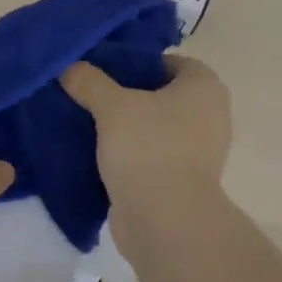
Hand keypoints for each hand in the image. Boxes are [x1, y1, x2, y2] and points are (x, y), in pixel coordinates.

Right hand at [60, 55, 232, 213]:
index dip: (136, 63)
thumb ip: (90, 82)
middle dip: (128, 96)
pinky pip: (153, 157)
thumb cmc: (148, 148)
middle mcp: (211, 115)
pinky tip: (99, 155)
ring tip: (89, 123)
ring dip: (128, 128)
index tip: (103, 70)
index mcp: (205, 87)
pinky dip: (132, 155)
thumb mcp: (112, 106)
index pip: (169, 61)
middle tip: (91, 95)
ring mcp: (200, 152)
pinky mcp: (184, 181)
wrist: (165, 220)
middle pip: (162, 95)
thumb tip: (70, 66)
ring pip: (156, 128)